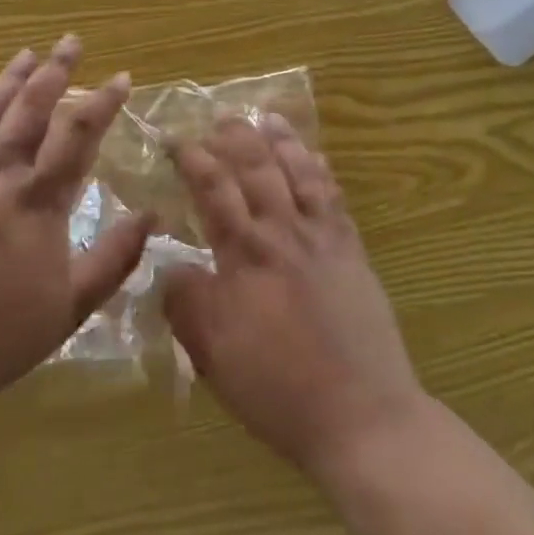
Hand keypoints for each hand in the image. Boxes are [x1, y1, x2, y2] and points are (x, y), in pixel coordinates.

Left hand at [0, 38, 152, 416]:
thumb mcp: (70, 307)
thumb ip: (113, 258)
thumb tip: (150, 216)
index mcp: (38, 200)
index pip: (78, 135)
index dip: (102, 102)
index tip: (121, 77)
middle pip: (31, 109)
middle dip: (55, 71)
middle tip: (71, 41)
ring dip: (8, 78)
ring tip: (27, 54)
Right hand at [163, 115, 424, 475]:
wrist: (362, 416)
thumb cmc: (277, 387)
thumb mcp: (212, 354)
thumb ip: (186, 303)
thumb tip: (172, 267)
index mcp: (244, 253)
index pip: (213, 188)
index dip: (192, 158)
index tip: (175, 140)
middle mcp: (282, 231)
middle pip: (256, 167)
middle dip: (235, 137)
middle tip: (219, 119)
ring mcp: (322, 238)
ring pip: (298, 171)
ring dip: (281, 141)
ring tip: (267, 118)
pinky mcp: (351, 251)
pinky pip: (334, 196)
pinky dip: (320, 170)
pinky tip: (315, 157)